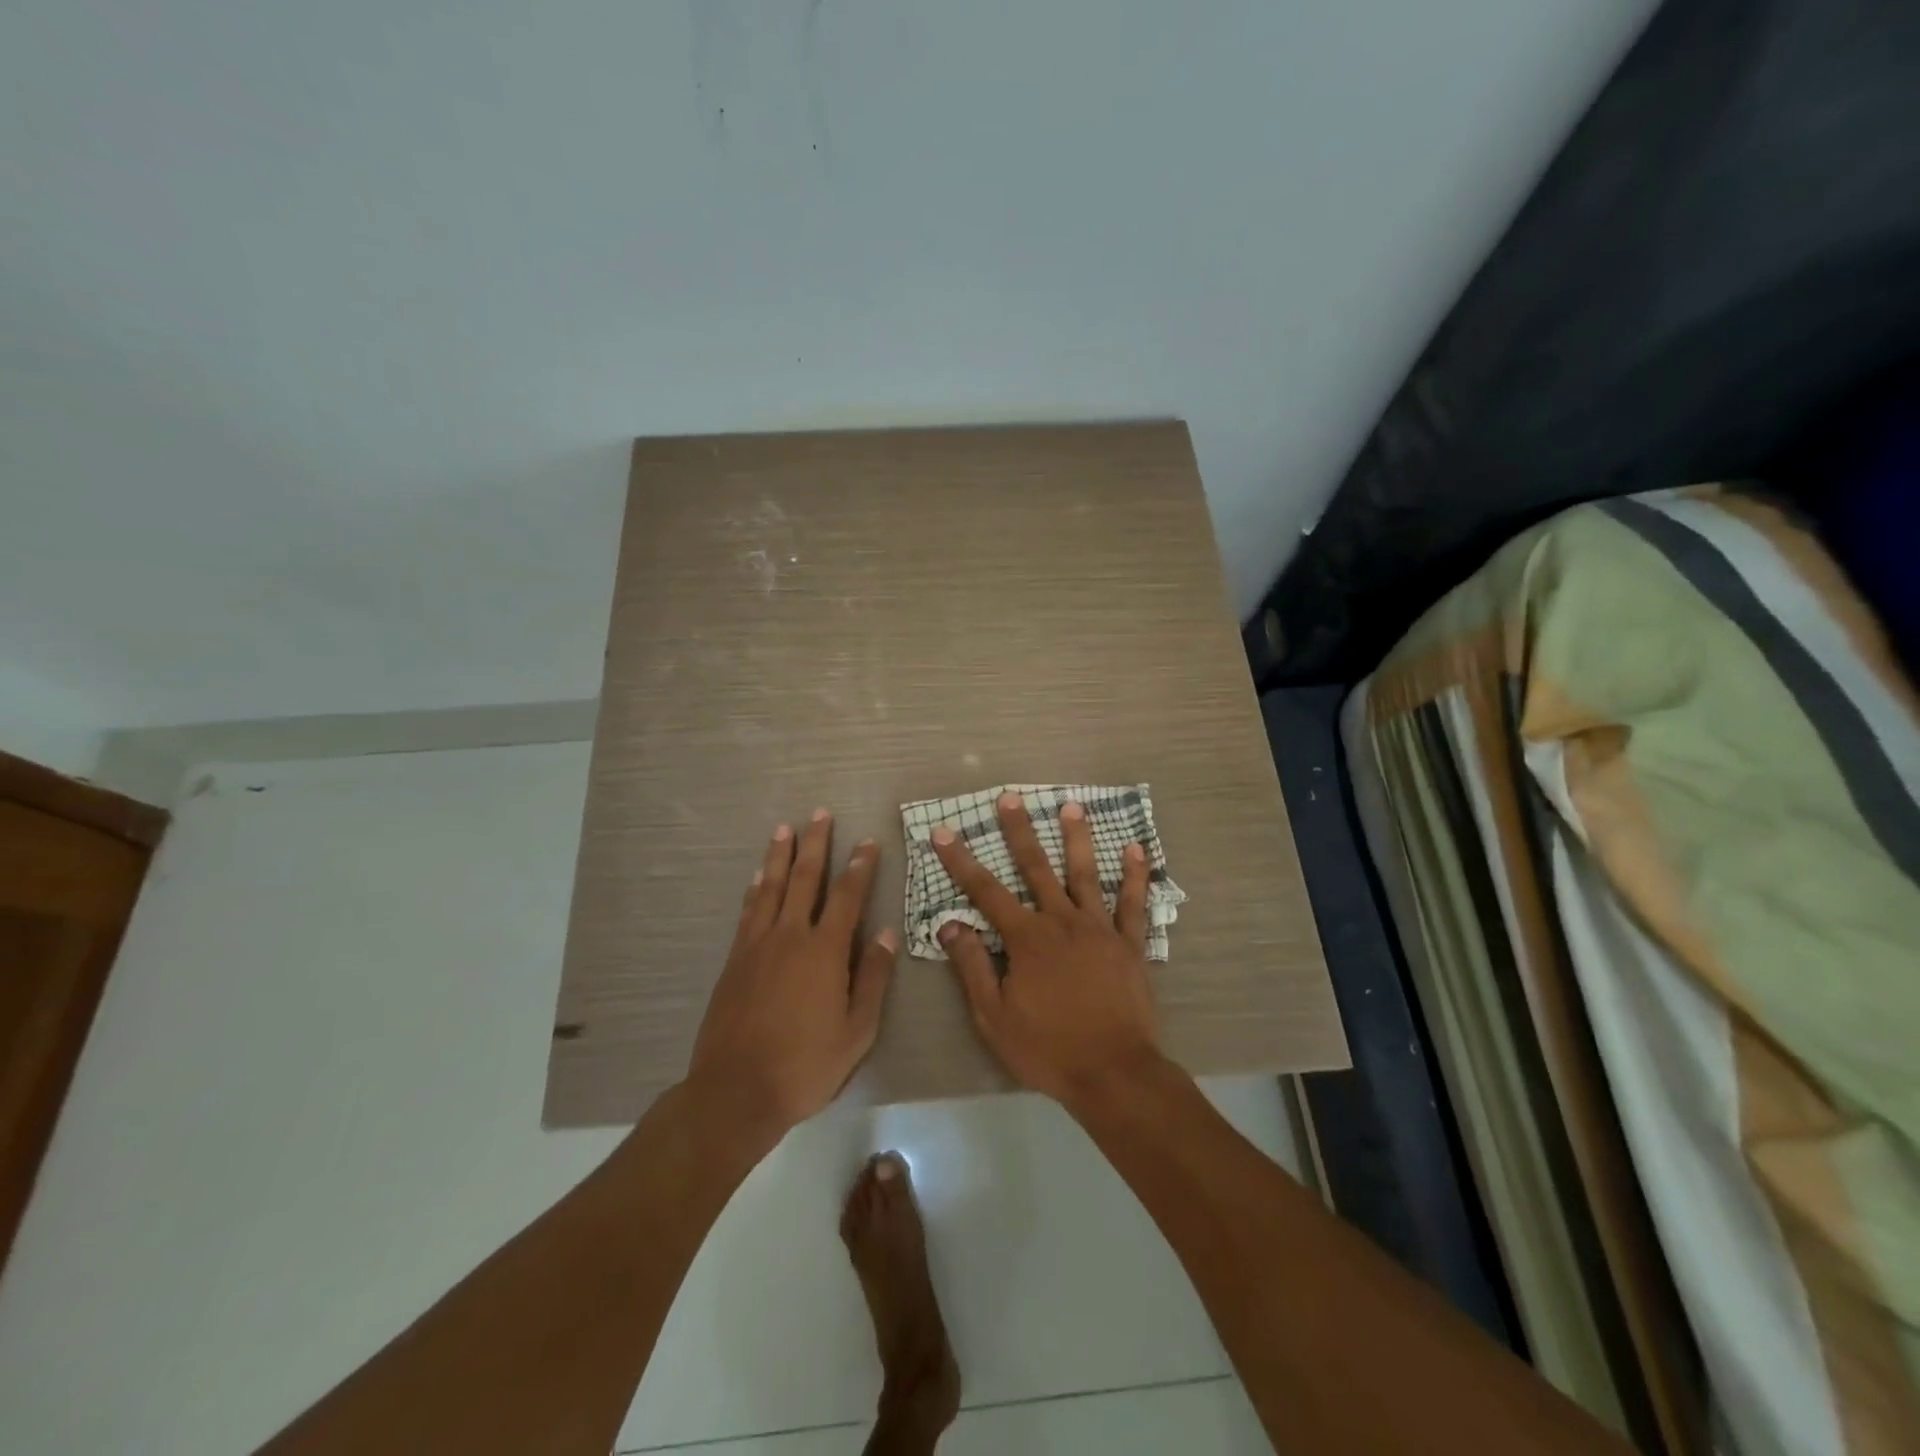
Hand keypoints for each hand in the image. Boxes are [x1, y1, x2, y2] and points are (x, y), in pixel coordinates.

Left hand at [687, 810, 897, 1132]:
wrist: (736, 1091)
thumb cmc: (806, 1065)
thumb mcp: (857, 1031)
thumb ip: (872, 978)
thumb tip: (885, 933)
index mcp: (824, 952)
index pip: (847, 896)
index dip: (859, 866)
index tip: (867, 842)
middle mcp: (790, 936)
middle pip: (804, 879)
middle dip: (815, 844)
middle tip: (820, 814)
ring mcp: (757, 945)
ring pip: (770, 887)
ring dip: (779, 855)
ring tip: (785, 828)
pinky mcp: (734, 960)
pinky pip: (748, 911)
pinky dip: (755, 888)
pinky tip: (758, 877)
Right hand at [932, 792, 1163, 1106]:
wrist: (1112, 1073)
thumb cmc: (1047, 1048)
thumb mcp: (994, 1016)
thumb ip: (972, 966)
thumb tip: (950, 924)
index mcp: (1026, 939)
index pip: (985, 892)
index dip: (961, 860)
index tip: (943, 831)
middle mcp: (1061, 922)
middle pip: (1036, 868)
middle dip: (1020, 831)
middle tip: (1011, 797)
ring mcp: (1099, 930)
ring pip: (1085, 875)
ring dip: (1077, 839)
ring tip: (1071, 807)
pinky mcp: (1129, 945)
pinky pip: (1133, 904)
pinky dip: (1135, 876)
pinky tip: (1136, 850)